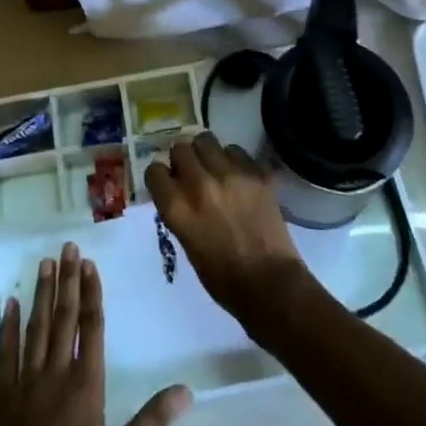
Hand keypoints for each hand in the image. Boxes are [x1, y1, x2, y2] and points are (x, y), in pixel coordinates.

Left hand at [0, 242, 191, 425]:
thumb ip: (152, 421)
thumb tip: (187, 391)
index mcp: (86, 382)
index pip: (91, 326)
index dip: (90, 293)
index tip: (89, 264)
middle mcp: (57, 370)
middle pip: (63, 317)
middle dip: (67, 280)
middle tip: (67, 247)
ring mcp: (27, 379)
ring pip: (36, 327)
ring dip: (42, 294)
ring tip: (45, 263)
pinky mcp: (4, 393)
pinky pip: (5, 353)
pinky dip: (8, 327)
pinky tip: (9, 303)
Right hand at [144, 133, 316, 329]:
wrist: (270, 284)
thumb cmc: (223, 278)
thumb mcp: (188, 244)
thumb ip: (180, 212)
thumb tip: (178, 191)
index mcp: (178, 208)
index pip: (154, 171)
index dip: (160, 176)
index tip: (167, 183)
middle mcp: (199, 184)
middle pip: (180, 148)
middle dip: (182, 159)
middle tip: (191, 173)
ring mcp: (229, 175)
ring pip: (206, 140)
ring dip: (206, 153)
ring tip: (215, 168)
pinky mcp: (255, 172)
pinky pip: (235, 150)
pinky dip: (233, 159)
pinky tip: (238, 176)